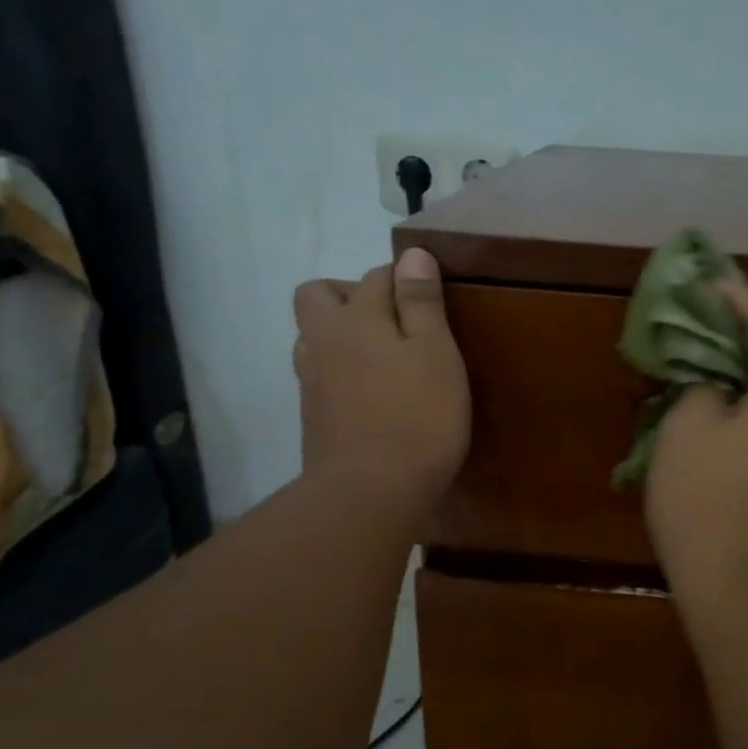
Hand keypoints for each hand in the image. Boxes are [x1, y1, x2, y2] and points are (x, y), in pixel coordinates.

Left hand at [293, 246, 469, 508]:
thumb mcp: (436, 354)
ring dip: (339, 333)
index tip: (428, 296)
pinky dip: (339, 370)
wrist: (369, 494)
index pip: (376, 277)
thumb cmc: (417, 419)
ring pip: (313, 337)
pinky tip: (367, 393)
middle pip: (318, 296)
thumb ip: (422, 303)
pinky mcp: (312, 416)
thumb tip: (411, 254)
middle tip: (391, 321)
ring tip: (379, 357)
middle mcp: (323, 341)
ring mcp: (311, 381)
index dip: (403, 279)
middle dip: (350, 294)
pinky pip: (318, 374)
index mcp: (356, 319)